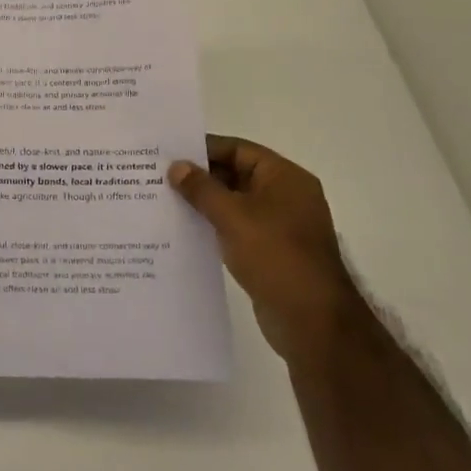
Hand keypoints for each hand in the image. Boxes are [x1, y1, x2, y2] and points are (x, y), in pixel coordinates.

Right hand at [168, 137, 363, 360]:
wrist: (312, 321)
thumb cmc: (275, 255)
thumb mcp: (232, 216)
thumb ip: (201, 188)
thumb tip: (176, 166)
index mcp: (285, 177)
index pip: (238, 149)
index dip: (204, 148)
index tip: (168, 152)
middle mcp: (286, 196)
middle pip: (236, 173)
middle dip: (200, 176)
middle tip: (159, 176)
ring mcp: (280, 225)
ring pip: (235, 202)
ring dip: (205, 202)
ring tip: (165, 200)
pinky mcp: (272, 251)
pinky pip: (237, 227)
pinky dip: (214, 225)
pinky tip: (186, 229)